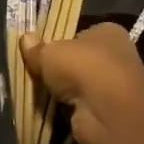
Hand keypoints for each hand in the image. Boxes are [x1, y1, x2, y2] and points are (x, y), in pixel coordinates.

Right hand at [21, 23, 143, 143]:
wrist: (108, 111)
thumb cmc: (82, 67)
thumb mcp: (49, 53)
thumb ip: (36, 48)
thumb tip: (25, 39)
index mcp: (108, 32)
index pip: (80, 34)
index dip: (60, 42)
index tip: (41, 52)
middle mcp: (117, 55)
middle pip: (80, 60)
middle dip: (60, 69)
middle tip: (36, 73)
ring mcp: (115, 84)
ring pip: (81, 84)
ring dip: (65, 91)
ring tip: (40, 93)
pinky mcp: (110, 109)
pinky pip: (83, 105)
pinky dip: (70, 108)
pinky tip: (54, 110)